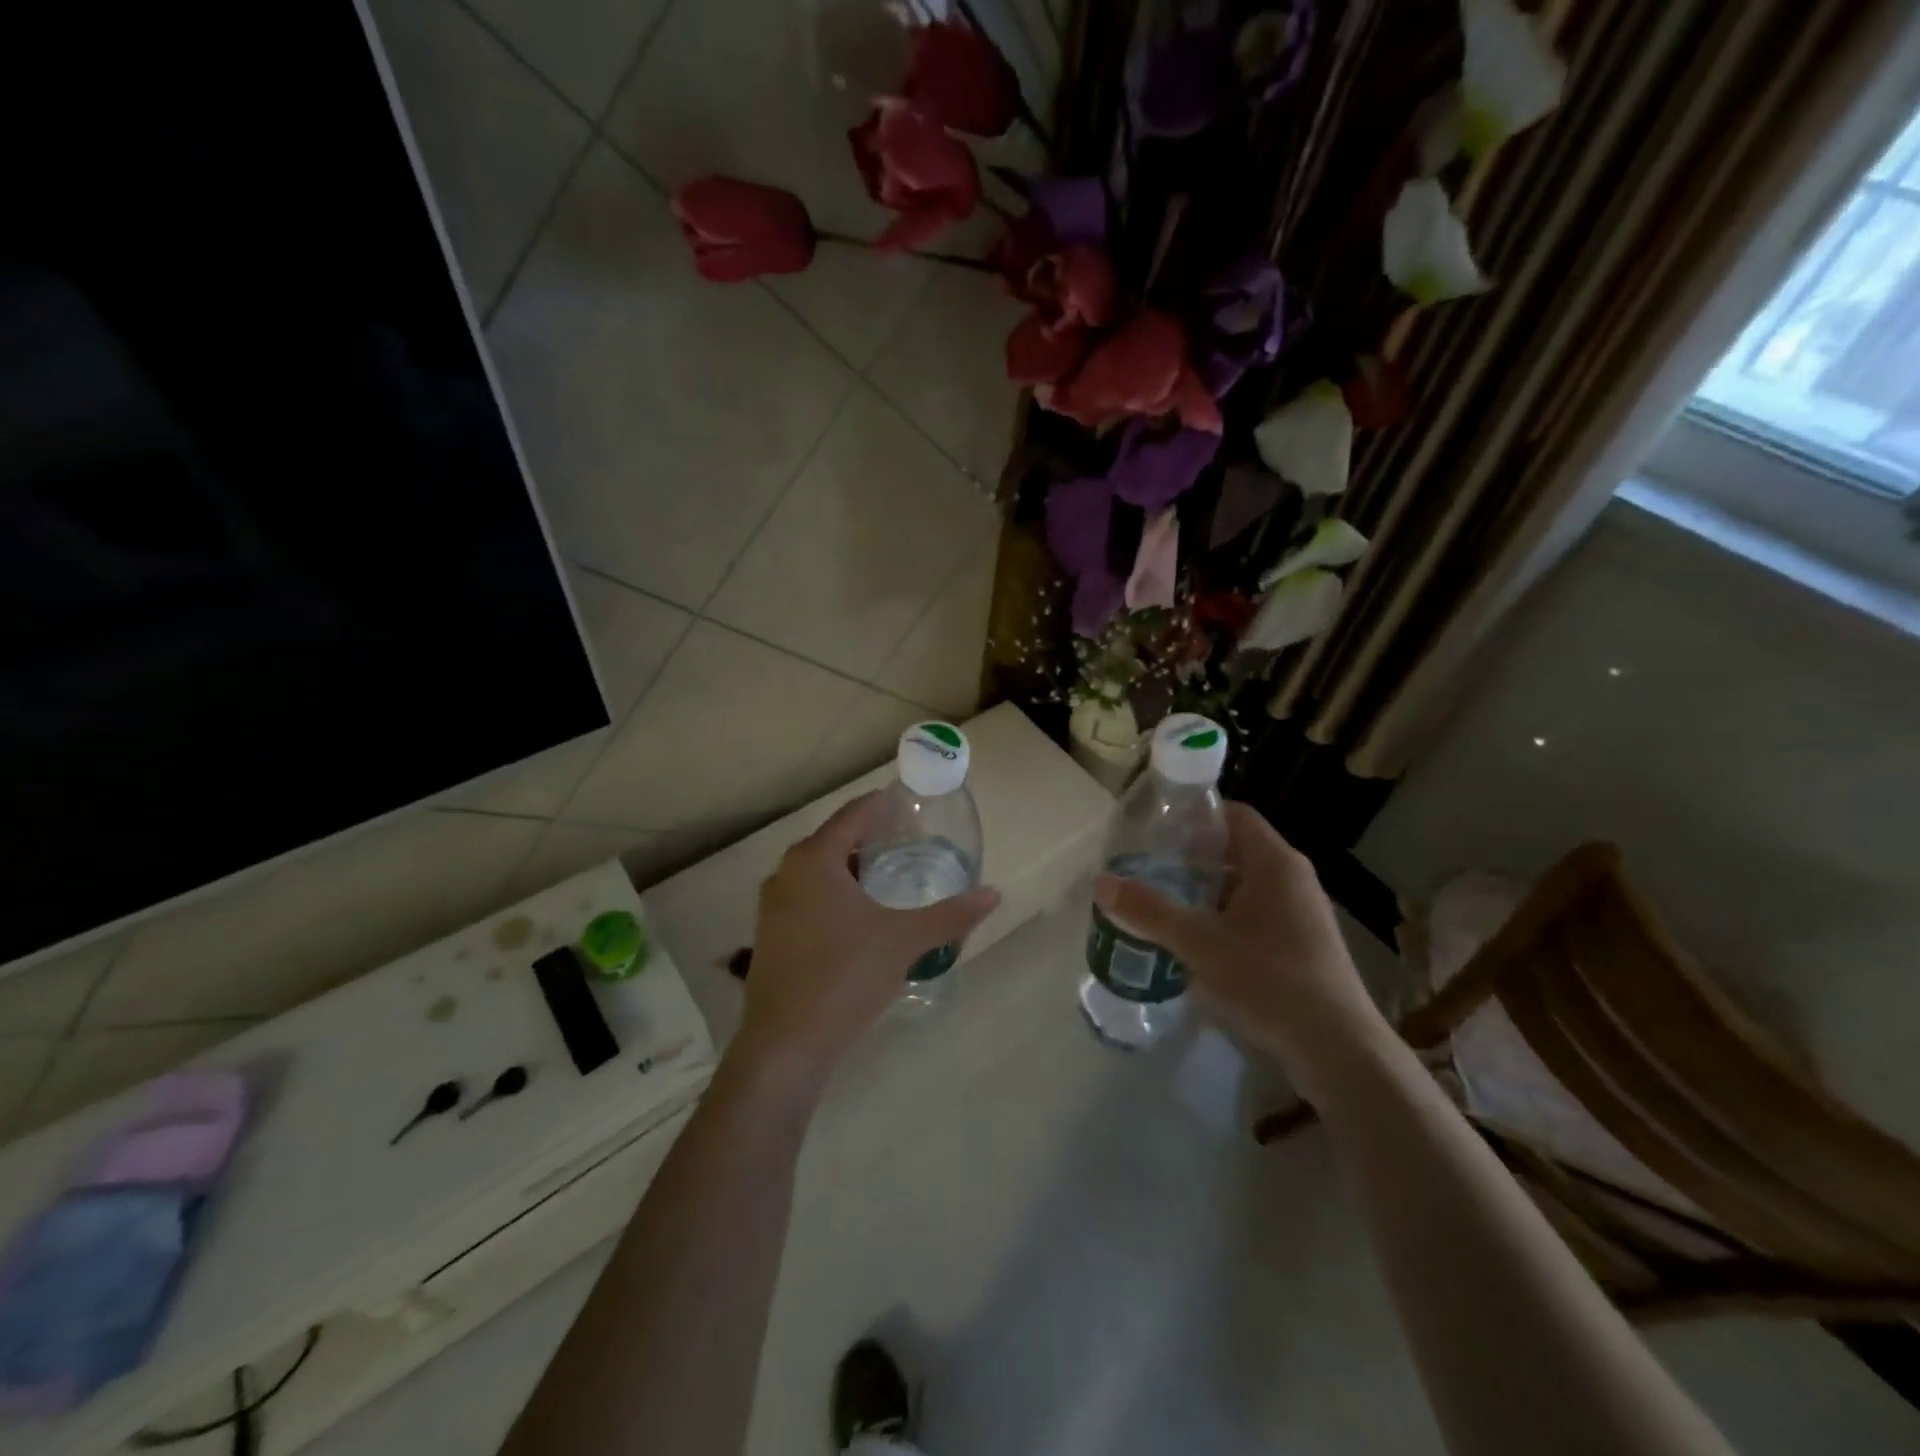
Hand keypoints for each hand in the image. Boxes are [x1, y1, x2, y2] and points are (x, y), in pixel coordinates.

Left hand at [733, 792, 999, 1084]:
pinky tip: (863, 912)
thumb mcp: (903, 942)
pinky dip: (838, 891)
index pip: (854, 815)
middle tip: (912, 838)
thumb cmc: (844, 978)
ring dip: (854, 866)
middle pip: (836, 839)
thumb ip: (950, 916)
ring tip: (892, 872)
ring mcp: (774, 905)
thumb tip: (994, 894)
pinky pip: (810, 895)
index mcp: (814, 860)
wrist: (785, 1045)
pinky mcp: (772, 934)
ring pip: (821, 870)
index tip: (913, 803)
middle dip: (873, 836)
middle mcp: (786, 873)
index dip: (884, 806)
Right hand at [1092, 802, 1387, 1096]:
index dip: (1194, 817)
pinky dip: (1223, 920)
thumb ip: (1150, 911)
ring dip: (1205, 893)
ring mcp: (1301, 914)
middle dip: (1190, 859)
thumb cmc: (1270, 980)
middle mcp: (1293, 879)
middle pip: (1234, 851)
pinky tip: (1195, 944)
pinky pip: (1255, 917)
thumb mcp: (1200, 943)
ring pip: (1243, 887)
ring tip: (1161, 904)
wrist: (1339, 1050)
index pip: (1232, 814)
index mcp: (1275, 862)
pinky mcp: (1302, 947)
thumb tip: (1101, 882)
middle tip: (1147, 868)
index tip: (1154, 831)